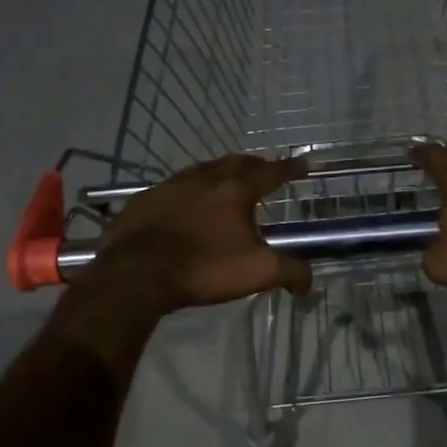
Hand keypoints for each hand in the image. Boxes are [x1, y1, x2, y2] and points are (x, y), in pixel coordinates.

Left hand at [82, 155, 311, 311]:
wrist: (138, 274)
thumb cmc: (205, 268)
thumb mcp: (257, 273)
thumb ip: (290, 273)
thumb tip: (308, 283)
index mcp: (236, 190)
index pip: (271, 172)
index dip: (290, 167)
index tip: (304, 163)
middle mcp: (205, 178)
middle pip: (237, 163)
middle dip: (255, 165)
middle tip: (265, 172)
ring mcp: (172, 185)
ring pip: (204, 170)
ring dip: (221, 174)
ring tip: (227, 184)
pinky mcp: (146, 199)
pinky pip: (174, 187)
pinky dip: (189, 190)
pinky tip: (186, 204)